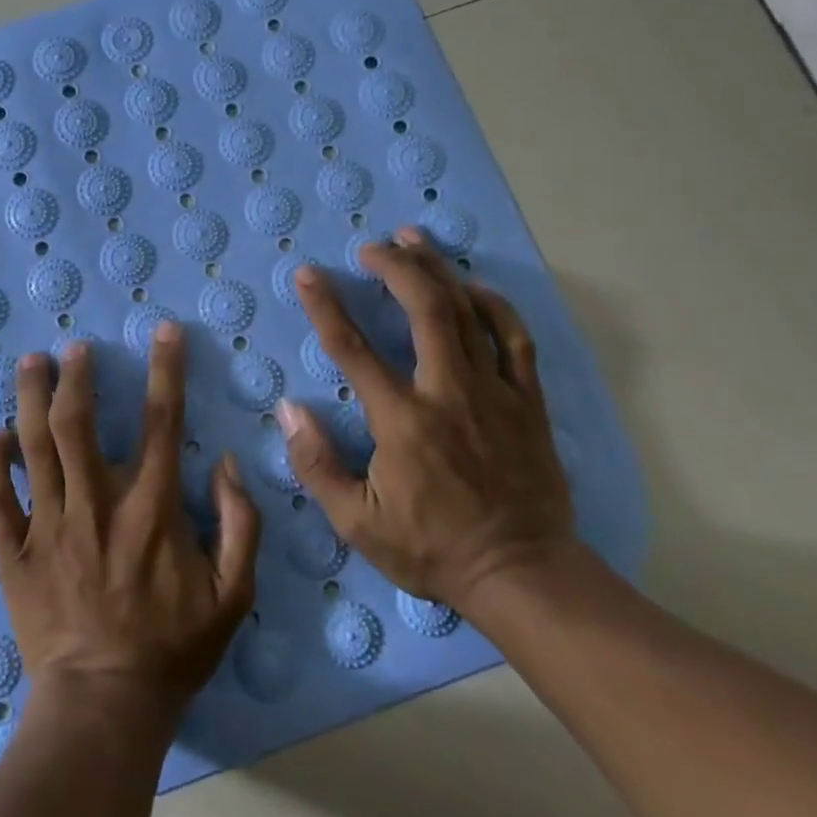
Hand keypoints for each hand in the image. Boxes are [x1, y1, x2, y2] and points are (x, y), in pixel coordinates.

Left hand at [0, 325, 261, 723]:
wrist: (105, 705)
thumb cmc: (171, 648)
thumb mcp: (233, 594)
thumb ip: (241, 523)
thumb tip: (225, 463)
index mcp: (151, 508)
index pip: (162, 421)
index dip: (165, 369)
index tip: (164, 331)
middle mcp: (97, 503)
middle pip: (78, 422)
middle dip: (75, 376)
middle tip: (73, 348)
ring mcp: (50, 526)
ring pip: (33, 447)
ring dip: (30, 398)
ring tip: (31, 363)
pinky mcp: (15, 552)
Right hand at [277, 226, 573, 615]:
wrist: (523, 575)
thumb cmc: (433, 549)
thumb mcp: (358, 523)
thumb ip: (317, 465)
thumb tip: (288, 410)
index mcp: (402, 419)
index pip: (353, 348)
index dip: (326, 305)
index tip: (308, 273)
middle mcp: (447, 391)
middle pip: (423, 309)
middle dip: (394, 267)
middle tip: (372, 246)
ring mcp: (494, 392)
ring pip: (468, 312)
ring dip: (438, 270)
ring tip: (415, 241)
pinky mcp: (528, 402)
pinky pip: (514, 339)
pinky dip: (495, 306)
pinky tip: (476, 287)